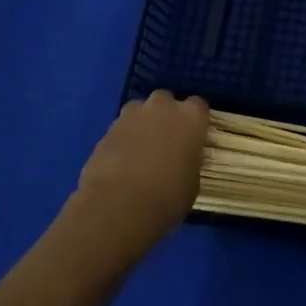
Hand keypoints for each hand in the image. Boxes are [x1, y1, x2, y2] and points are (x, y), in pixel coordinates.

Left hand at [71, 92, 208, 255]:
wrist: (119, 205)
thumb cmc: (168, 195)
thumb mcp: (192, 181)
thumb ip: (188, 160)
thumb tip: (181, 160)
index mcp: (190, 117)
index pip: (198, 105)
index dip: (195, 120)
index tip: (194, 136)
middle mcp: (161, 107)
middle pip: (165, 101)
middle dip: (165, 115)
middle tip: (166, 140)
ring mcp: (131, 116)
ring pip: (139, 111)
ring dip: (142, 124)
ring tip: (141, 151)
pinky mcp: (106, 130)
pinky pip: (120, 129)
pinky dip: (122, 140)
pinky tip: (122, 163)